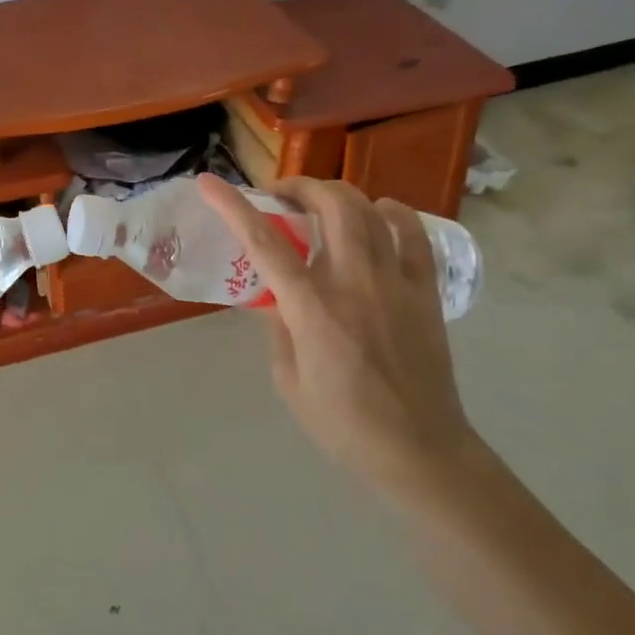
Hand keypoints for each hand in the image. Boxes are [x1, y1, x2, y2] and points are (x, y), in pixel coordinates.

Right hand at [197, 174, 481, 504]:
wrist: (420, 451)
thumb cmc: (344, 424)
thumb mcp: (289, 381)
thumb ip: (277, 328)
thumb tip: (273, 296)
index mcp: (311, 307)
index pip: (263, 241)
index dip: (232, 205)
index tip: (209, 182)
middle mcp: (353, 281)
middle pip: (328, 205)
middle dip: (299, 186)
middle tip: (281, 196)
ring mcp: (394, 281)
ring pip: (368, 209)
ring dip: (337, 194)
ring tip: (321, 205)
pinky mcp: (425, 291)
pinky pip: (413, 234)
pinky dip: (394, 213)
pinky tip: (380, 212)